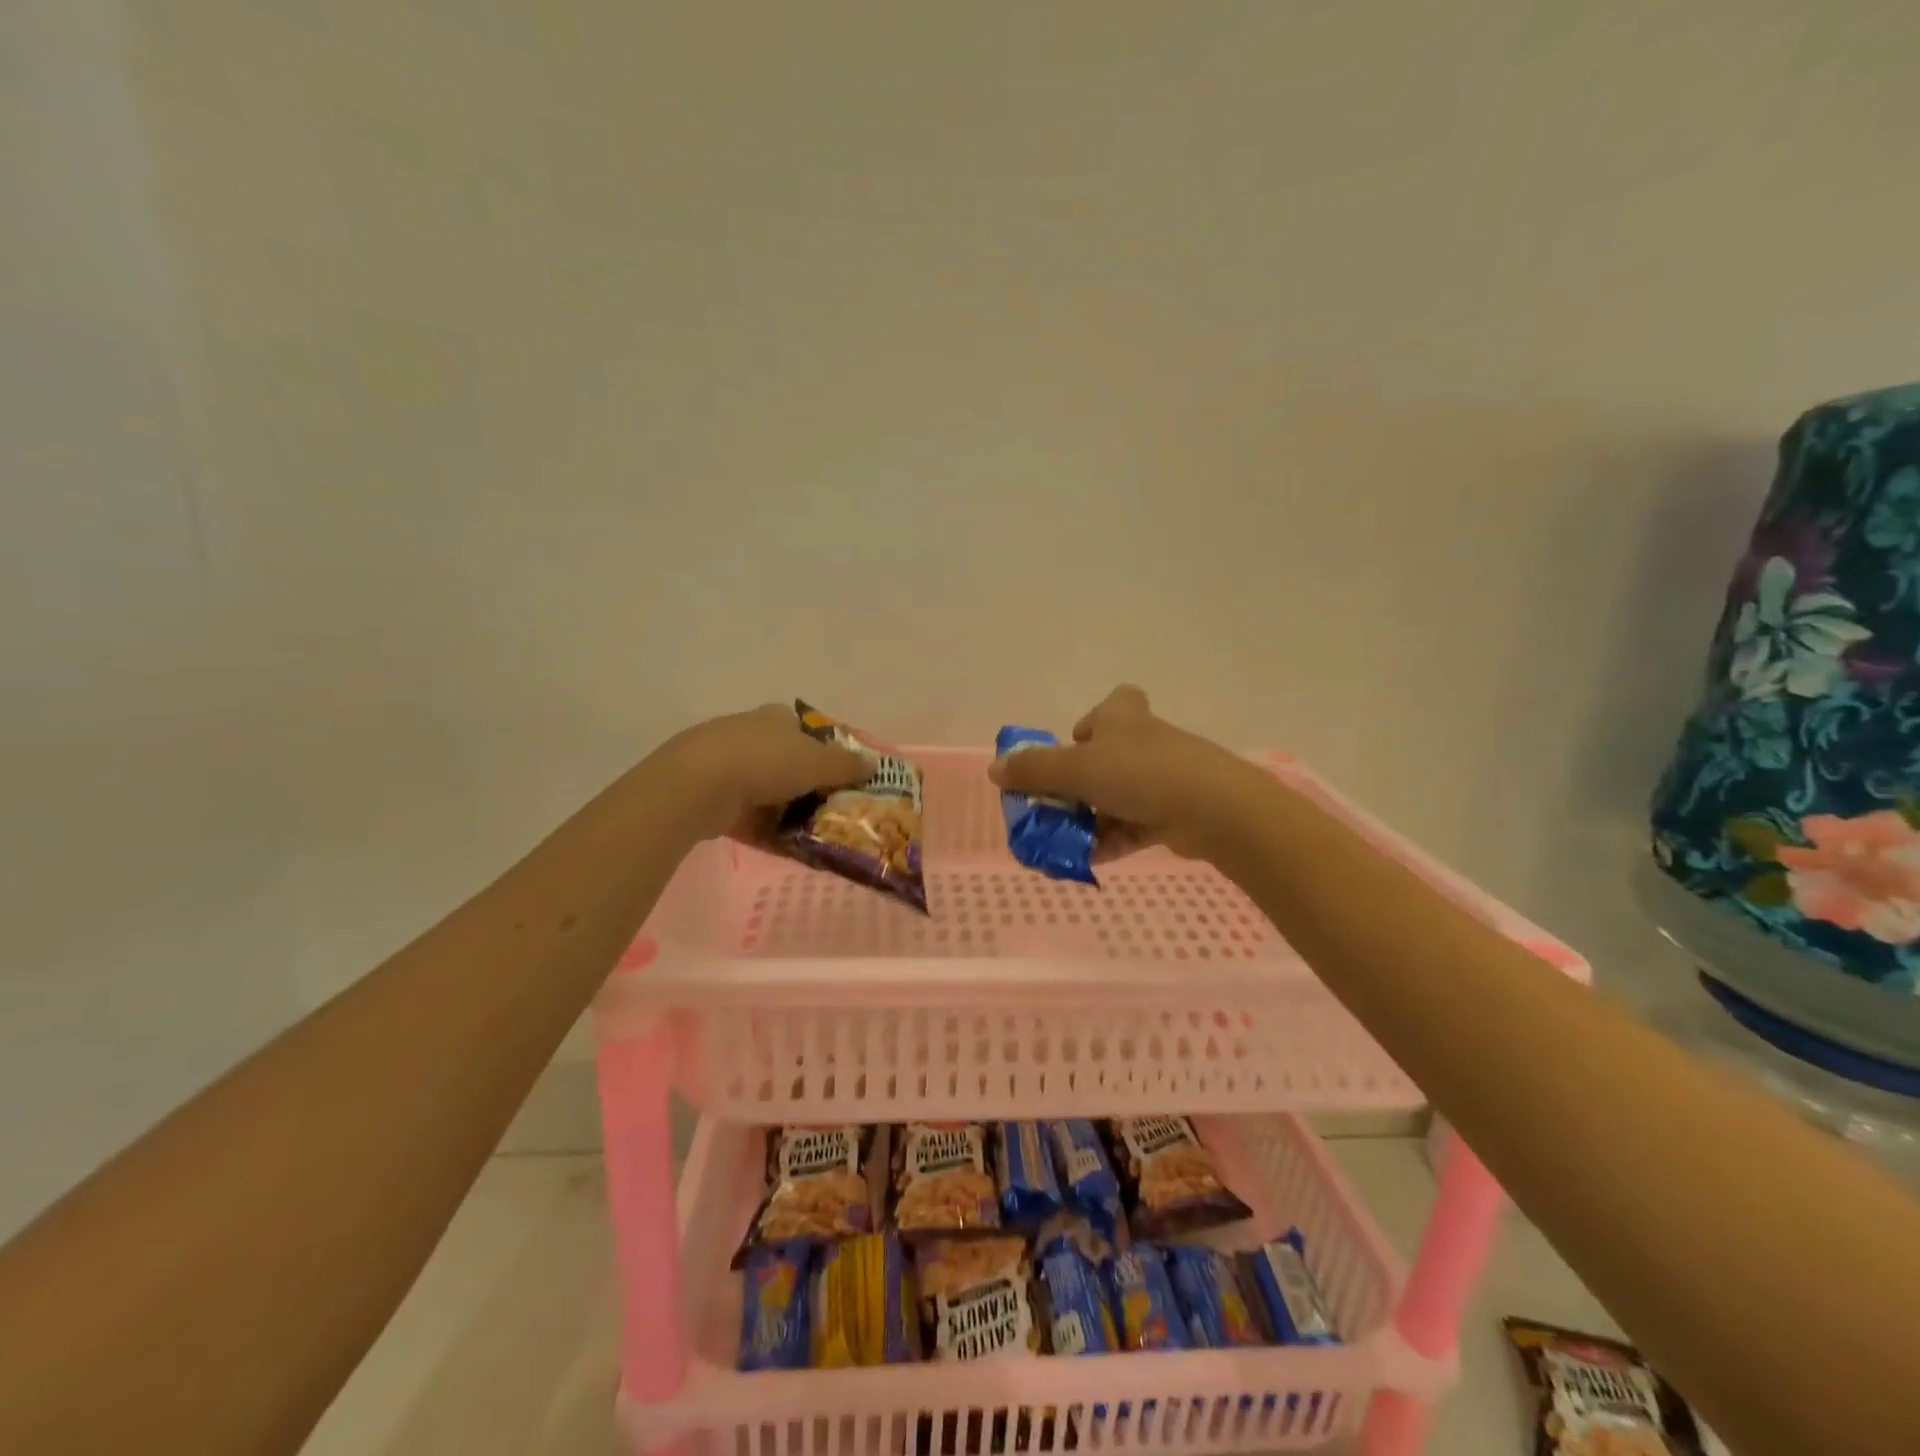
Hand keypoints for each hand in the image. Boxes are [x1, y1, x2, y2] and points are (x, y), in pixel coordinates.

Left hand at [649, 703, 870, 844]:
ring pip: (764, 787)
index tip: (839, 775)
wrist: (697, 786)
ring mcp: (723, 763)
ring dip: (784, 807)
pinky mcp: (707, 793)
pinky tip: (780, 845)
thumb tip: (874, 765)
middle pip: (785, 758)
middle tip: (828, 807)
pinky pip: (744, 812)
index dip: (824, 749)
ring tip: (809, 832)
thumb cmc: (765, 762)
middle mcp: (749, 733)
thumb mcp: (818, 763)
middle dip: (804, 782)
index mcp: (775, 718)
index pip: (804, 728)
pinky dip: (762, 827)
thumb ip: (847, 765)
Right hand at [987, 686, 1267, 862]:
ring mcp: (1165, 778)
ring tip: (1062, 843)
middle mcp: (1145, 742)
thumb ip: (1033, 770)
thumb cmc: (1140, 774)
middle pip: (1108, 757)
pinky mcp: (1176, 812)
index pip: (1114, 704)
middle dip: (1080, 783)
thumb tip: (994, 768)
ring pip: (1119, 795)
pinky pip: (1134, 825)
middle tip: (1055, 805)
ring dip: (1091, 819)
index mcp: (1123, 718)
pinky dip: (1111, 840)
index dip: (1093, 721)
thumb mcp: (1076, 769)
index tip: (1075, 744)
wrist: (1215, 809)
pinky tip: (1087, 860)